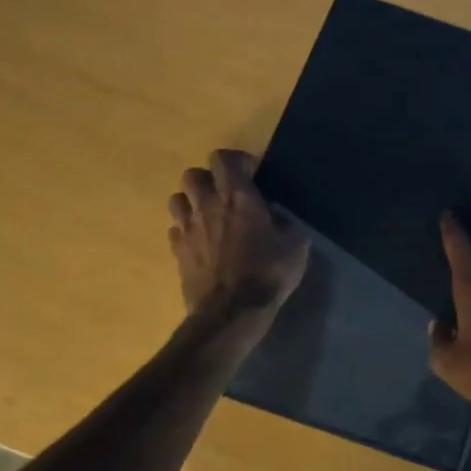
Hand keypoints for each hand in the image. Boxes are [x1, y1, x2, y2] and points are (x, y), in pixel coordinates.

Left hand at [168, 150, 309, 315]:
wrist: (231, 312)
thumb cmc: (268, 273)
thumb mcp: (296, 244)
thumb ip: (287, 222)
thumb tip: (278, 215)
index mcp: (238, 197)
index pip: (223, 158)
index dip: (237, 160)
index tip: (253, 174)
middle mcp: (208, 205)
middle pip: (193, 174)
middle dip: (209, 178)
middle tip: (227, 193)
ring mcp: (188, 228)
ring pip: (177, 199)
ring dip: (192, 201)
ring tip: (210, 215)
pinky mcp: (176, 252)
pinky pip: (174, 229)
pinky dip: (186, 229)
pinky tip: (201, 241)